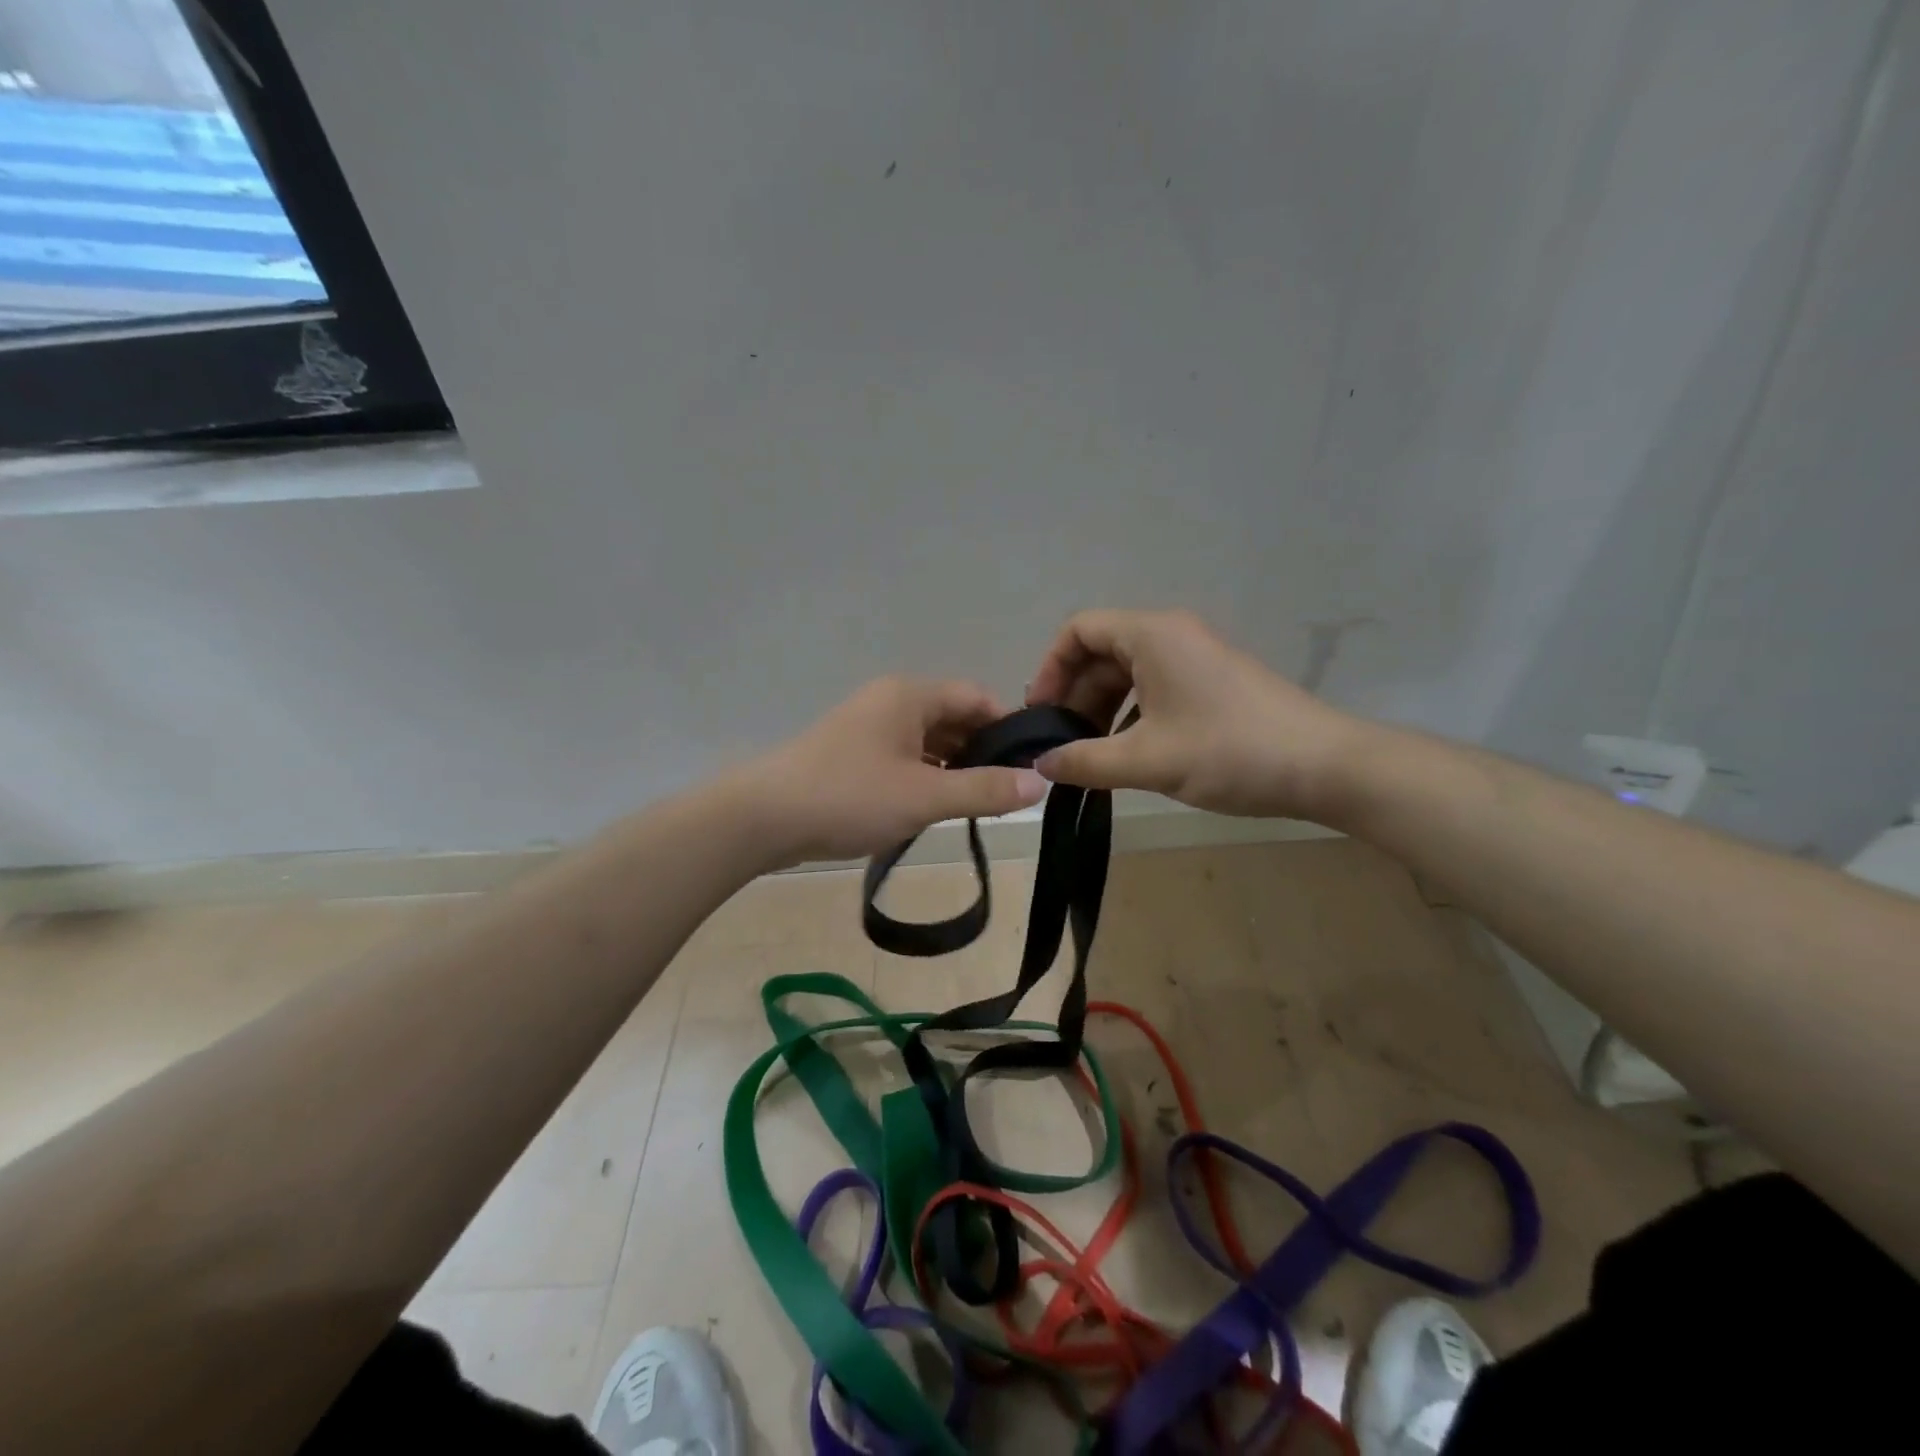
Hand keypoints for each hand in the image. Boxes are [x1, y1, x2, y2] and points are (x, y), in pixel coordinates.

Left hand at [742, 677, 1048, 863]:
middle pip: (952, 717)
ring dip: (953, 767)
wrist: (763, 818)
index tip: (1031, 764)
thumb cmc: (850, 797)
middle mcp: (890, 702)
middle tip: (1009, 791)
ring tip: (978, 804)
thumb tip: (1041, 783)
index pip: (976, 697)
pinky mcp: (851, 755)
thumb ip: (985, 789)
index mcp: (909, 695)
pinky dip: (925, 776)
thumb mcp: (925, 796)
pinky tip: (934, 806)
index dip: (1008, 727)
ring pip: (927, 740)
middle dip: (982, 750)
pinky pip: (903, 757)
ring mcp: (867, 727)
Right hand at [1025, 609, 1360, 819]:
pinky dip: (1130, 716)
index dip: (1050, 669)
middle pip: (1101, 653)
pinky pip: (1154, 688)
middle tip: (1061, 745)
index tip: (1041, 714)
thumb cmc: (1229, 752)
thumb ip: (1084, 761)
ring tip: (1091, 755)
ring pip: (1128, 674)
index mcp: (1152, 635)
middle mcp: (1172, 635)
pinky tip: (1129, 755)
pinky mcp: (1213, 683)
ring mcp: (1196, 658)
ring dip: (1101, 710)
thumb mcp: (1146, 760)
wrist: (1324, 766)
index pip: (1079, 630)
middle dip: (1074, 696)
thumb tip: (1041, 764)